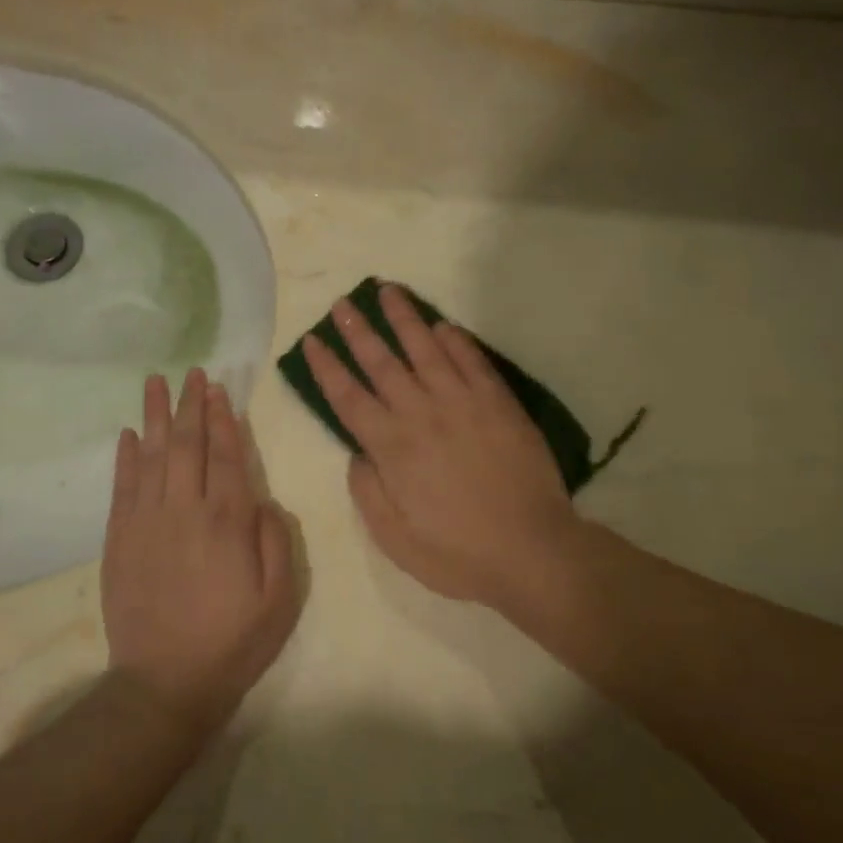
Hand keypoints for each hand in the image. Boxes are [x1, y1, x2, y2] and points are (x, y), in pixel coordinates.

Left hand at [101, 369, 300, 736]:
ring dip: (155, 417)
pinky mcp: (119, 540)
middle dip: (190, 406)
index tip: (219, 390)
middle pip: (187, 446)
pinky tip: (130, 433)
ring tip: (156, 383)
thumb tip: (263, 499)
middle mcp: (185, 511)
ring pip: (152, 457)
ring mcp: (146, 523)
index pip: (226, 457)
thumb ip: (276, 542)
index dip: (223, 420)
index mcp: (227, 523)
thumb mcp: (279, 600)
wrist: (164, 684)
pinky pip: (122, 487)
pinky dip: (126, 457)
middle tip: (192, 373)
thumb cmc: (232, 643)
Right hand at [302, 284, 586, 617]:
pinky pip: (472, 361)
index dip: (327, 367)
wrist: (530, 549)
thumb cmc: (457, 552)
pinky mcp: (498, 403)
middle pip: (382, 362)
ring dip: (404, 318)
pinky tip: (442, 324)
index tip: (312, 341)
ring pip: (426, 349)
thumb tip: (357, 453)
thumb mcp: (394, 538)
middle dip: (358, 330)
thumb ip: (368, 491)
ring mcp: (462, 403)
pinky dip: (455, 340)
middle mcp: (421, 414)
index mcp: (391, 447)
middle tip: (343, 303)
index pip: (348, 397)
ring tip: (387, 290)